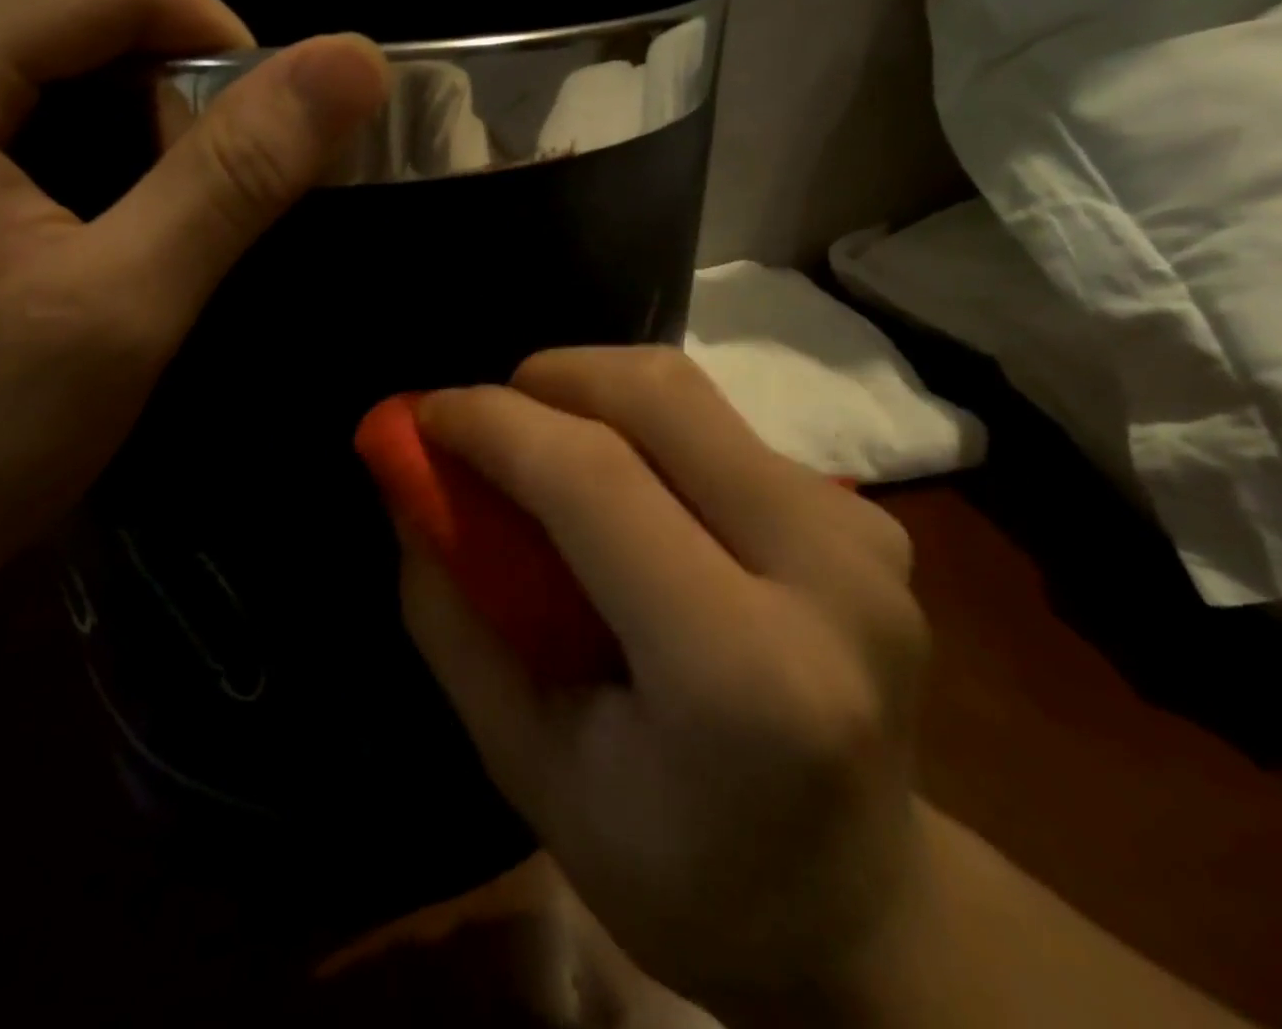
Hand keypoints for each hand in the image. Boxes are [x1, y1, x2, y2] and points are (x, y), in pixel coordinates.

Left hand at [0, 0, 388, 643]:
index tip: (257, 144)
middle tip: (174, 172)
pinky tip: (37, 178)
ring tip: (110, 177)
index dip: (215, 42)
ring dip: (82, 63)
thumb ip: (242, 173)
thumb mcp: (128, 309)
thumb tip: (357, 64)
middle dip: (143, 52)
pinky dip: (21, 83)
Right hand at [399, 347, 927, 1021]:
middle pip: (659, 396)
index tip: (423, 414)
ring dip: (593, 395)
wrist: (863, 904)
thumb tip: (408, 486)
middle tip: (487, 421)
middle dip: (548, 378)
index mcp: (742, 671)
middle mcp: (826, 575)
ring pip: (691, 395)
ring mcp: (863, 535)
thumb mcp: (529, 765)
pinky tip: (631, 492)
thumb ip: (453, 617)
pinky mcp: (872, 517)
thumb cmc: (677, 866)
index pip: (595, 479)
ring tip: (545, 451)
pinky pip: (724, 427)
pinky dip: (647, 430)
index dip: (494, 423)